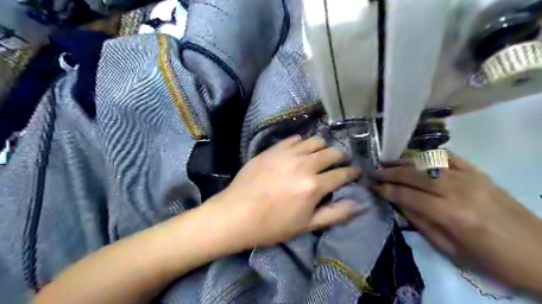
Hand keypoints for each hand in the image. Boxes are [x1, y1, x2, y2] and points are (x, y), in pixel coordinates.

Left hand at [208, 136, 367, 247]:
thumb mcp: (306, 225)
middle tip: (340, 162)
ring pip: (315, 141)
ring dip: (323, 147)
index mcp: (314, 185)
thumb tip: (361, 205)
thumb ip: (336, 213)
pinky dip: (302, 143)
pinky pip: (294, 139)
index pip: (342, 173)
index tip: (356, 172)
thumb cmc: (272, 225)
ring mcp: (287, 153)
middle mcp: (304, 164)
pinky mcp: (273, 149)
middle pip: (332, 152)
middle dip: (341, 157)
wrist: (236, 214)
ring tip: (320, 155)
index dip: (353, 172)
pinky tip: (299, 151)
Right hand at [371, 154, 541, 294]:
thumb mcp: (449, 250)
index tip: (373, 187)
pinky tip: (416, 157)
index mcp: (450, 214)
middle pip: (414, 175)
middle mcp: (458, 190)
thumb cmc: (491, 259)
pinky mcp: (480, 173)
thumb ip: (420, 222)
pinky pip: (449, 157)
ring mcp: (470, 178)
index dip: (387, 190)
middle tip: (374, 172)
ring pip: (428, 163)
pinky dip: (429, 155)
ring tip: (388, 162)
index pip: (407, 195)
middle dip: (390, 173)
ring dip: (404, 162)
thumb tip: (398, 203)